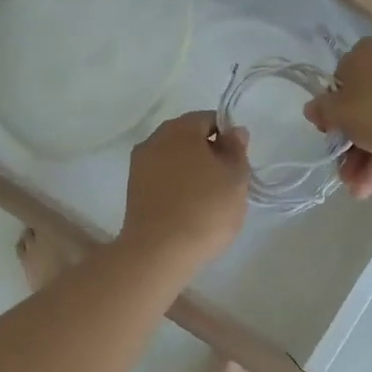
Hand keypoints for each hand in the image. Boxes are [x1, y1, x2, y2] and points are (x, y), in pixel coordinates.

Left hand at [119, 112, 250, 268]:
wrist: (159, 252)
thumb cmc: (205, 209)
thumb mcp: (236, 178)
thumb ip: (237, 149)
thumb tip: (234, 131)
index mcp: (180, 128)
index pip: (209, 119)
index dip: (228, 137)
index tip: (238, 162)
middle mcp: (155, 139)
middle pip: (188, 137)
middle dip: (208, 153)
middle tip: (226, 182)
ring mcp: (139, 165)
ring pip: (174, 158)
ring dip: (191, 170)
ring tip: (208, 199)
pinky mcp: (133, 190)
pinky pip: (162, 178)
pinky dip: (176, 186)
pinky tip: (188, 209)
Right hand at [304, 38, 371, 198]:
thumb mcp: (342, 113)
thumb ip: (323, 111)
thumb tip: (312, 107)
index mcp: (364, 53)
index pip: (338, 81)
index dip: (331, 111)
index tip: (329, 134)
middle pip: (361, 106)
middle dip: (349, 144)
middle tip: (342, 171)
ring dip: (365, 157)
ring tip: (357, 190)